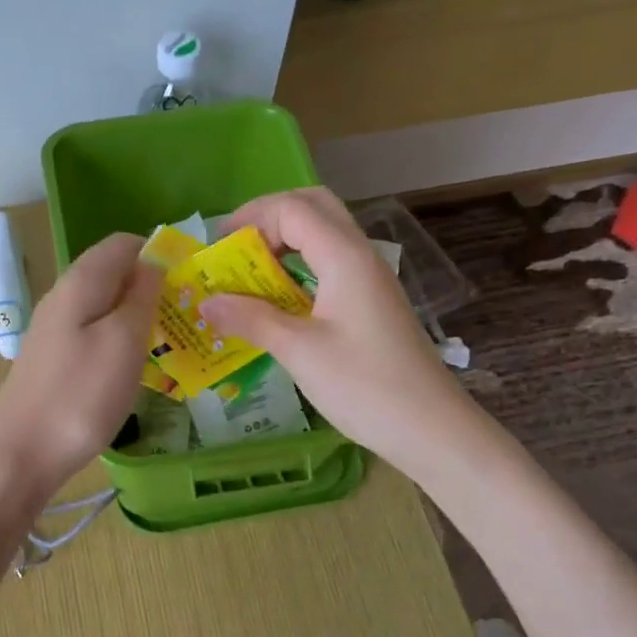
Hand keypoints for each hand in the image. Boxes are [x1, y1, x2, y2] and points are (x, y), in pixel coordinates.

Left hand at [0, 232, 162, 494]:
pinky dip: (120, 343)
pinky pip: (94, 335)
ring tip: (171, 343)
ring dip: (138, 318)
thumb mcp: (123, 341)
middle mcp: (63, 298)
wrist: (20, 454)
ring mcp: (55, 331)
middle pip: (113, 274)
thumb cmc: (80, 395)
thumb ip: (141, 296)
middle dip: (152, 287)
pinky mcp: (54, 361)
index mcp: (80, 282)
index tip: (191, 281)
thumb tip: (154, 261)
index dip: (159, 253)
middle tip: (188, 317)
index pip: (123, 243)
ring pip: (105, 307)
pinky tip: (136, 368)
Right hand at [202, 189, 476, 475]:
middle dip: (268, 218)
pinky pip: (328, 265)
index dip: (251, 218)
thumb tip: (206, 303)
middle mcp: (359, 256)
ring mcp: (368, 279)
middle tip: (236, 249)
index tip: (217, 248)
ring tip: (248, 275)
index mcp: (344, 257)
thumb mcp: (298, 351)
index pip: (292, 209)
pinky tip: (276, 301)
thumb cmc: (363, 385)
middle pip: (313, 208)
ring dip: (283, 243)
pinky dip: (297, 268)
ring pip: (323, 236)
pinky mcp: (369, 303)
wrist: (430, 428)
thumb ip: (251, 319)